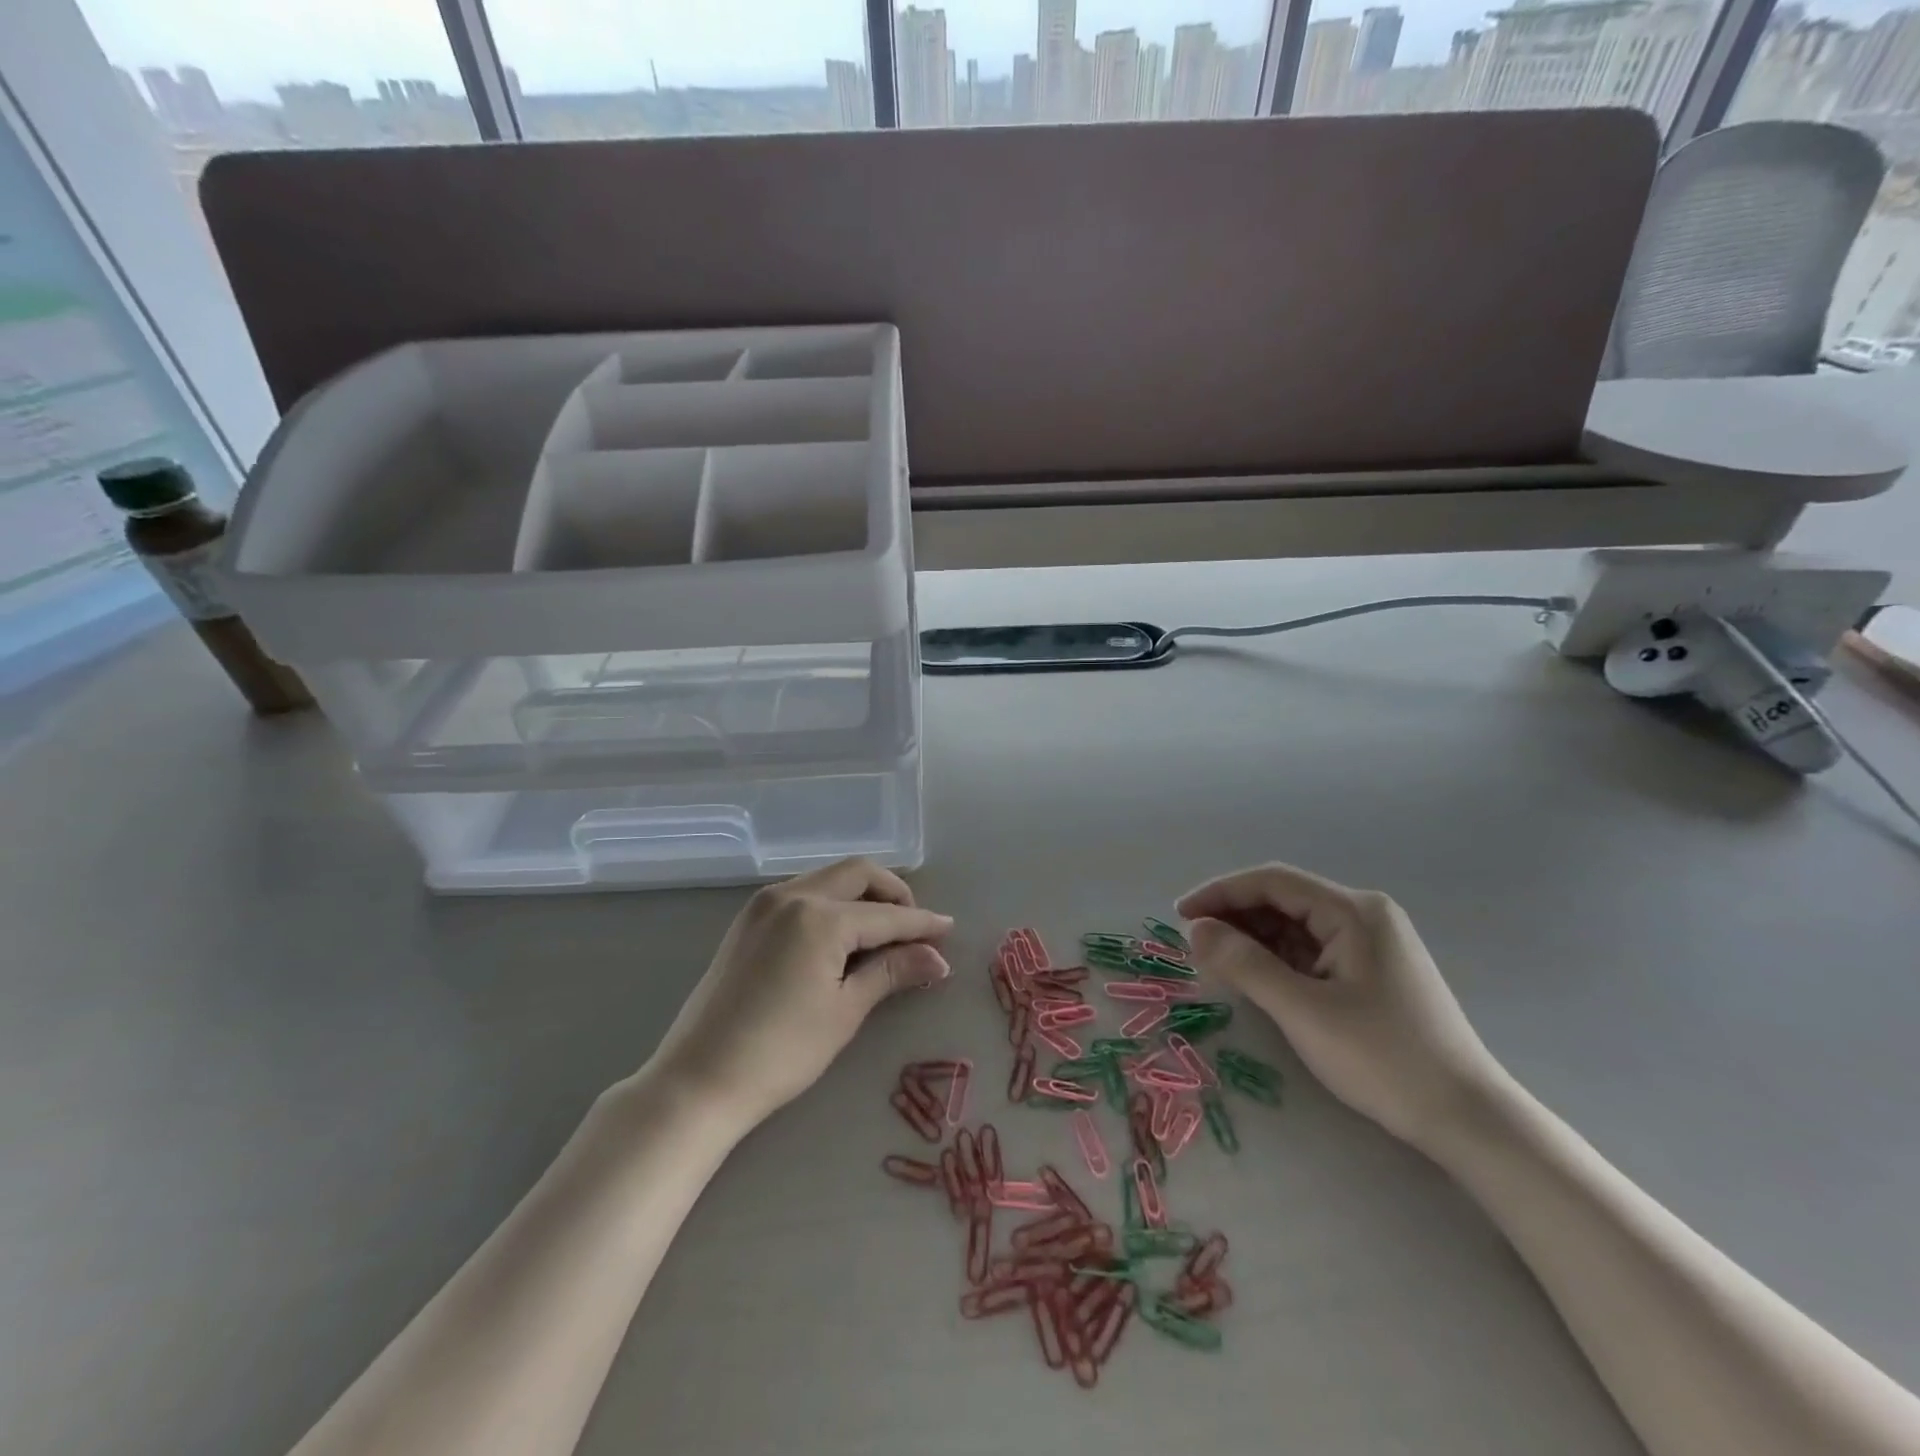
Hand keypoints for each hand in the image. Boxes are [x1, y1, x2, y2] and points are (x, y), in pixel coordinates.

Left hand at [648, 858, 953, 1126]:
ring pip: (828, 878)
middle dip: (893, 892)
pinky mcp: (748, 919)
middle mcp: (792, 895)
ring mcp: (764, 904)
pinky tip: (842, 935)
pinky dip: (832, 902)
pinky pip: (803, 892)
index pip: (885, 914)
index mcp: (820, 917)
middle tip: (914, 927)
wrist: (699, 1080)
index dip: (921, 923)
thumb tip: (938, 958)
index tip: (948, 930)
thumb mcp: (845, 1010)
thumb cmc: (782, 1052)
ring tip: (882, 933)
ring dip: (861, 894)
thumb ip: (892, 972)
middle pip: (857, 873)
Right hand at [1177, 863, 1504, 1150]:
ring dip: (1252, 938)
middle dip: (1234, 916)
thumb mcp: (1304, 1011)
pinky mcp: (1370, 971)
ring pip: (1295, 926)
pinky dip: (1276, 958)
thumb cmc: (1383, 1059)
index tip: (1179, 915)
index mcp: (1353, 911)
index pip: (1272, 881)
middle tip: (1193, 943)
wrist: (1466, 1118)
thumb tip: (1196, 930)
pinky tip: (1254, 975)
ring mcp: (1370, 943)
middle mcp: (1363, 915)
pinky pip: (1310, 950)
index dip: (1220, 892)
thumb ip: (1245, 964)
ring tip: (1215, 961)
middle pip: (1283, 900)